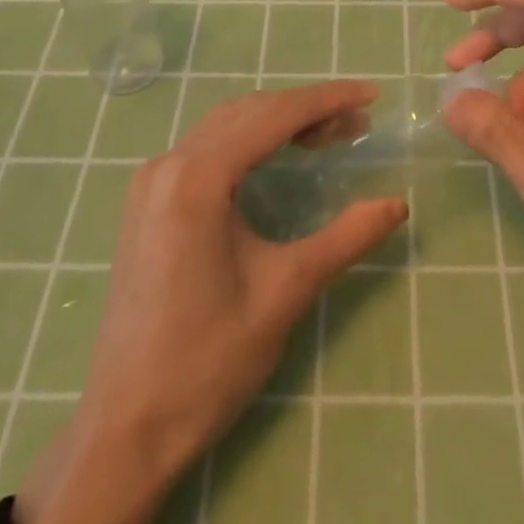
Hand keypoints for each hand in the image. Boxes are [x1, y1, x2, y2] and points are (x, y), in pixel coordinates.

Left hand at [14, 81, 407, 523]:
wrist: (125, 429)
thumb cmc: (207, 362)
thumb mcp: (285, 293)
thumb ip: (346, 239)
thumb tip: (398, 204)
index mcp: (197, 177)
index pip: (274, 116)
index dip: (327, 100)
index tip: (371, 93)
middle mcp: (169, 164)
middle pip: (249, 112)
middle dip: (306, 110)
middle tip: (357, 122)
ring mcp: (151, 181)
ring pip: (226, 125)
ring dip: (277, 122)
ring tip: (327, 136)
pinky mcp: (147, 201)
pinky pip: (205, 148)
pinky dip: (248, 140)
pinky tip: (275, 156)